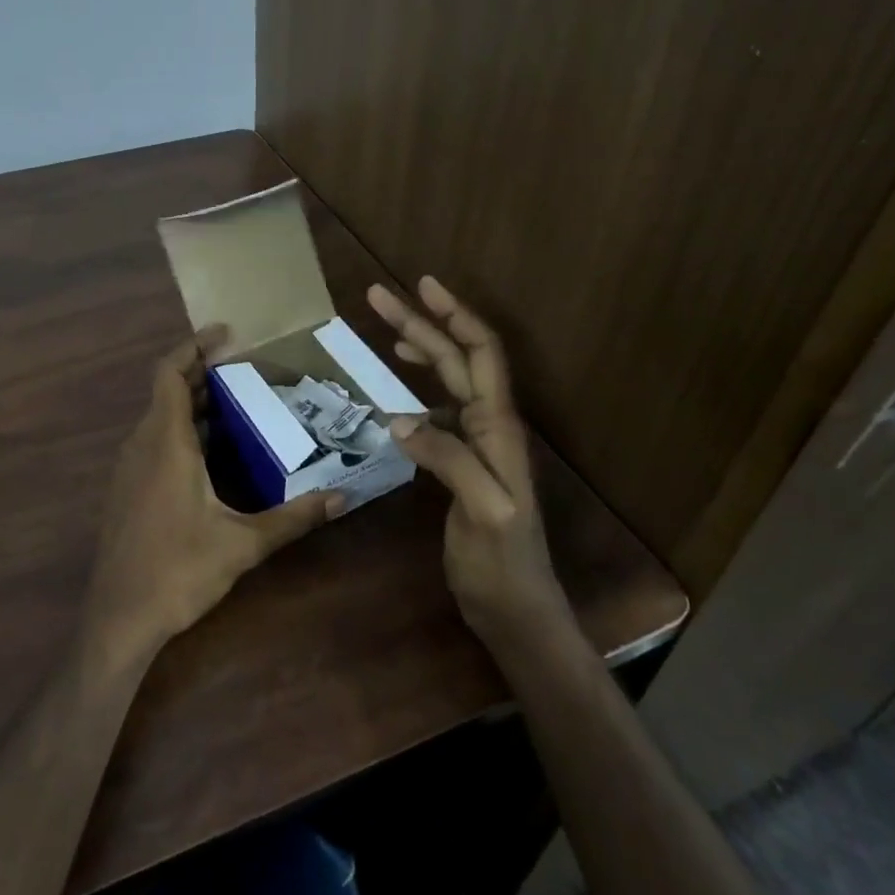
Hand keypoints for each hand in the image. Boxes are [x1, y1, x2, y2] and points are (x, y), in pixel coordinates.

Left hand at [83, 327, 339, 672]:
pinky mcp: (127, 489)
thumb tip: (343, 498)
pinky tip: (212, 454)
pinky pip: (154, 441)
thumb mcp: (243, 543)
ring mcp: (129, 467)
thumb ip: (293, 517)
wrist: (119, 617)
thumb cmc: (178, 571)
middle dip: (203, 373)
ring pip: (160, 418)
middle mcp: (142, 444)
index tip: (225, 333)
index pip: (170, 373)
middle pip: (168, 391)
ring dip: (194, 404)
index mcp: (165, 442)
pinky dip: (182, 430)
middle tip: (246, 370)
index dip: (193, 346)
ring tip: (238, 405)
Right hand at [367, 277, 567, 651]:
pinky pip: (439, 407)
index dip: (455, 315)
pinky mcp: (463, 461)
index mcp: (499, 427)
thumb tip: (396, 418)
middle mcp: (491, 424)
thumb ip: (448, 460)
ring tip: (387, 325)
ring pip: (449, 378)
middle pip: (458, 357)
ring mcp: (477, 442)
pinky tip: (396, 390)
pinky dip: (417, 386)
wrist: (517, 609)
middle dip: (421, 321)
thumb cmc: (504, 564)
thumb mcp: (483, 513)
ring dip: (420, 346)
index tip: (422, 285)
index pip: (481, 354)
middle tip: (377, 295)